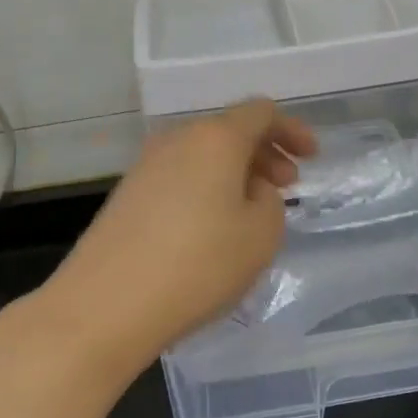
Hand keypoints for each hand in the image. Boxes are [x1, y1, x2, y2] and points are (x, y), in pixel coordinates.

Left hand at [33, 98, 316, 374]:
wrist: (106, 304)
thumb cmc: (197, 265)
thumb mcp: (260, 236)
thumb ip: (270, 202)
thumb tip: (250, 190)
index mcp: (215, 138)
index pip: (260, 112)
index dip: (291, 130)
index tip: (311, 158)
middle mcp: (178, 139)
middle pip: (229, 131)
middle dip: (265, 153)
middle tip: (287, 186)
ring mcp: (146, 165)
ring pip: (203, 154)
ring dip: (235, 172)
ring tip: (252, 210)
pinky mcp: (127, 193)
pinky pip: (180, 176)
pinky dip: (206, 188)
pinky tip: (212, 226)